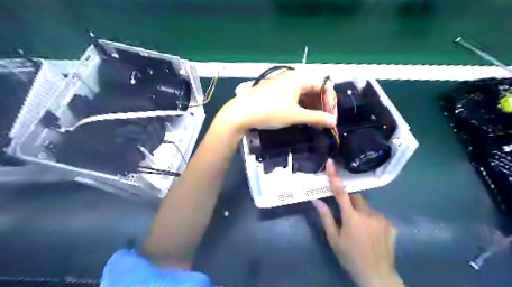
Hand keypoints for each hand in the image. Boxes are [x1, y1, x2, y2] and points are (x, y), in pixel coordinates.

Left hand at [217, 69, 338, 132]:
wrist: (241, 113)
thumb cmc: (270, 111)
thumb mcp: (295, 115)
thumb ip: (316, 118)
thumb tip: (333, 122)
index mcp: (299, 78)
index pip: (324, 85)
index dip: (330, 101)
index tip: (331, 118)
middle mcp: (292, 77)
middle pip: (315, 88)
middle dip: (322, 105)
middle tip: (324, 121)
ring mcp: (283, 84)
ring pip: (304, 93)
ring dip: (312, 107)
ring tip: (314, 122)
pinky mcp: (276, 91)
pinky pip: (294, 96)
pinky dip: (301, 106)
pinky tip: (303, 117)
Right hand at [312, 159, 403, 286]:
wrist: (377, 275)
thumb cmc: (350, 257)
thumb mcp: (334, 239)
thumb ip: (325, 217)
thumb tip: (316, 201)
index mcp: (351, 217)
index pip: (340, 192)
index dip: (334, 176)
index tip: (331, 162)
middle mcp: (367, 214)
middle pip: (356, 198)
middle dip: (349, 201)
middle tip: (346, 215)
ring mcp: (381, 218)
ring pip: (366, 207)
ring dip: (361, 212)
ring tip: (360, 231)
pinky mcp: (390, 224)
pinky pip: (376, 215)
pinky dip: (371, 220)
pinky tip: (371, 234)